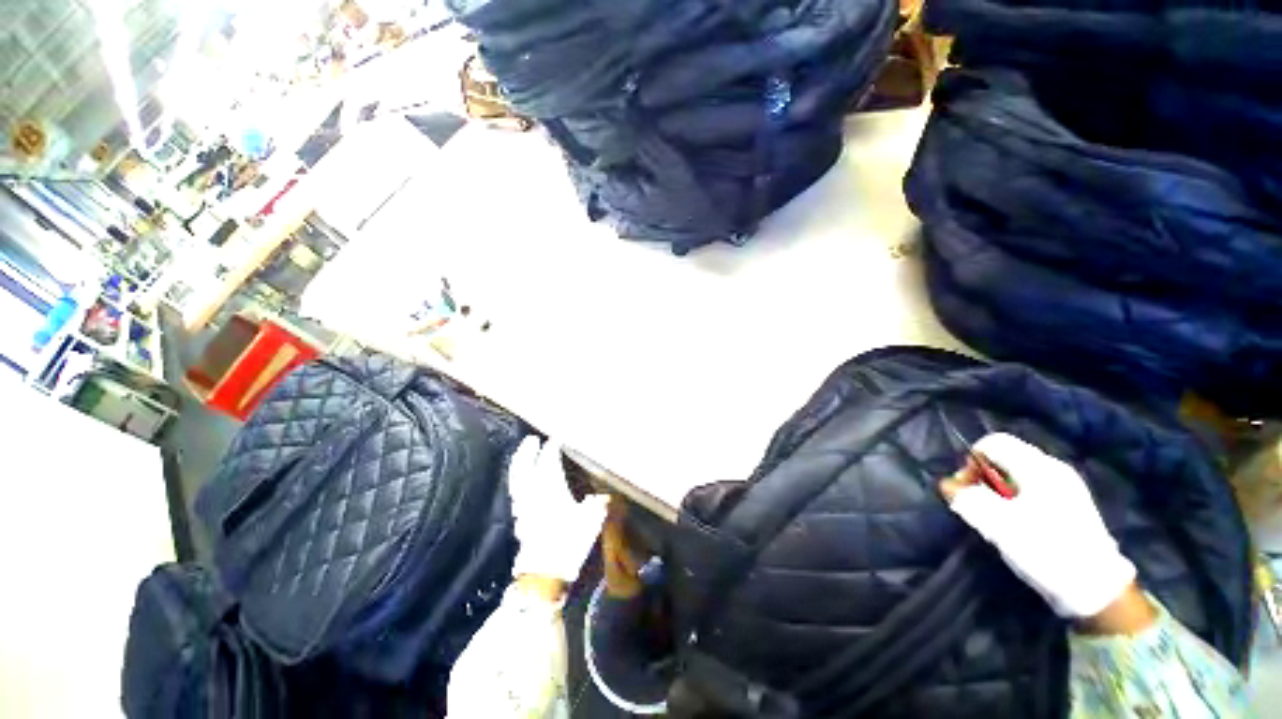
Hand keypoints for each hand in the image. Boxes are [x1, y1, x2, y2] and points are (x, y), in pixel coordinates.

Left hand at [509, 436, 608, 583]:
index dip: (552, 447)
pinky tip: (522, 484)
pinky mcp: (519, 520)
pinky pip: (516, 493)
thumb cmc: (569, 541)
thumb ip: (596, 503)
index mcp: (551, 487)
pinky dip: (518, 482)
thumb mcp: (592, 519)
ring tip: (523, 455)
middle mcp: (533, 492)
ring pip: (517, 479)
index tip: (557, 438)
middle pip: (524, 466)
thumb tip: (600, 496)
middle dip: (527, 451)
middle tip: (531, 439)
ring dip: (519, 464)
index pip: (549, 461)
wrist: (544, 572)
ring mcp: (523, 506)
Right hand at [939, 433, 1139, 621]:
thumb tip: (947, 484)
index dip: (972, 461)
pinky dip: (1015, 500)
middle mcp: (1053, 469)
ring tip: (997, 518)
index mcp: (1038, 467)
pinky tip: (1017, 524)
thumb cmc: (1046, 549)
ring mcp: (1065, 487)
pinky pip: (1030, 489)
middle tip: (978, 506)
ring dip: (997, 492)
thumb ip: (969, 499)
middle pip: (1004, 458)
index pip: (993, 443)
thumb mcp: (999, 524)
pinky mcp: (1069, 505)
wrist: (1095, 588)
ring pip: (1016, 475)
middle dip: (983, 478)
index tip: (967, 488)